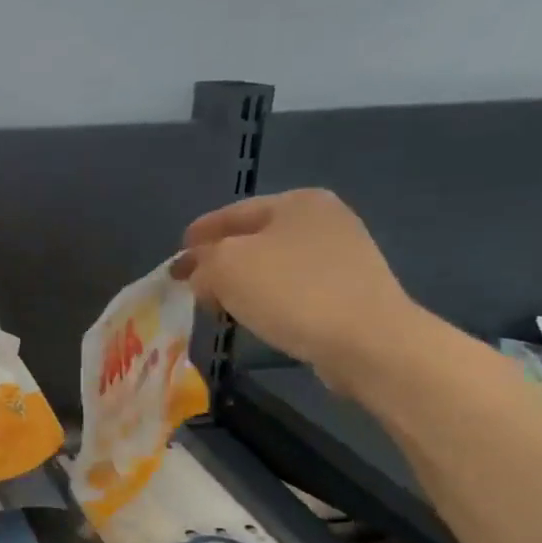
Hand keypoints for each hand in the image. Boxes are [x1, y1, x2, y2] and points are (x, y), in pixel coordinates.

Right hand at [174, 189, 428, 391]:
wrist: (366, 341)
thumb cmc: (291, 292)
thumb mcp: (226, 268)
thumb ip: (202, 263)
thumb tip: (199, 274)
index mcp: (296, 202)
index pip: (231, 214)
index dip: (198, 236)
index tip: (175, 259)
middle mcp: (323, 220)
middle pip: (253, 238)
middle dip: (219, 261)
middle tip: (192, 285)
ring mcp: (343, 255)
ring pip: (273, 265)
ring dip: (243, 282)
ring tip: (219, 305)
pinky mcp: (350, 291)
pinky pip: (294, 289)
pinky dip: (269, 299)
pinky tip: (256, 317)